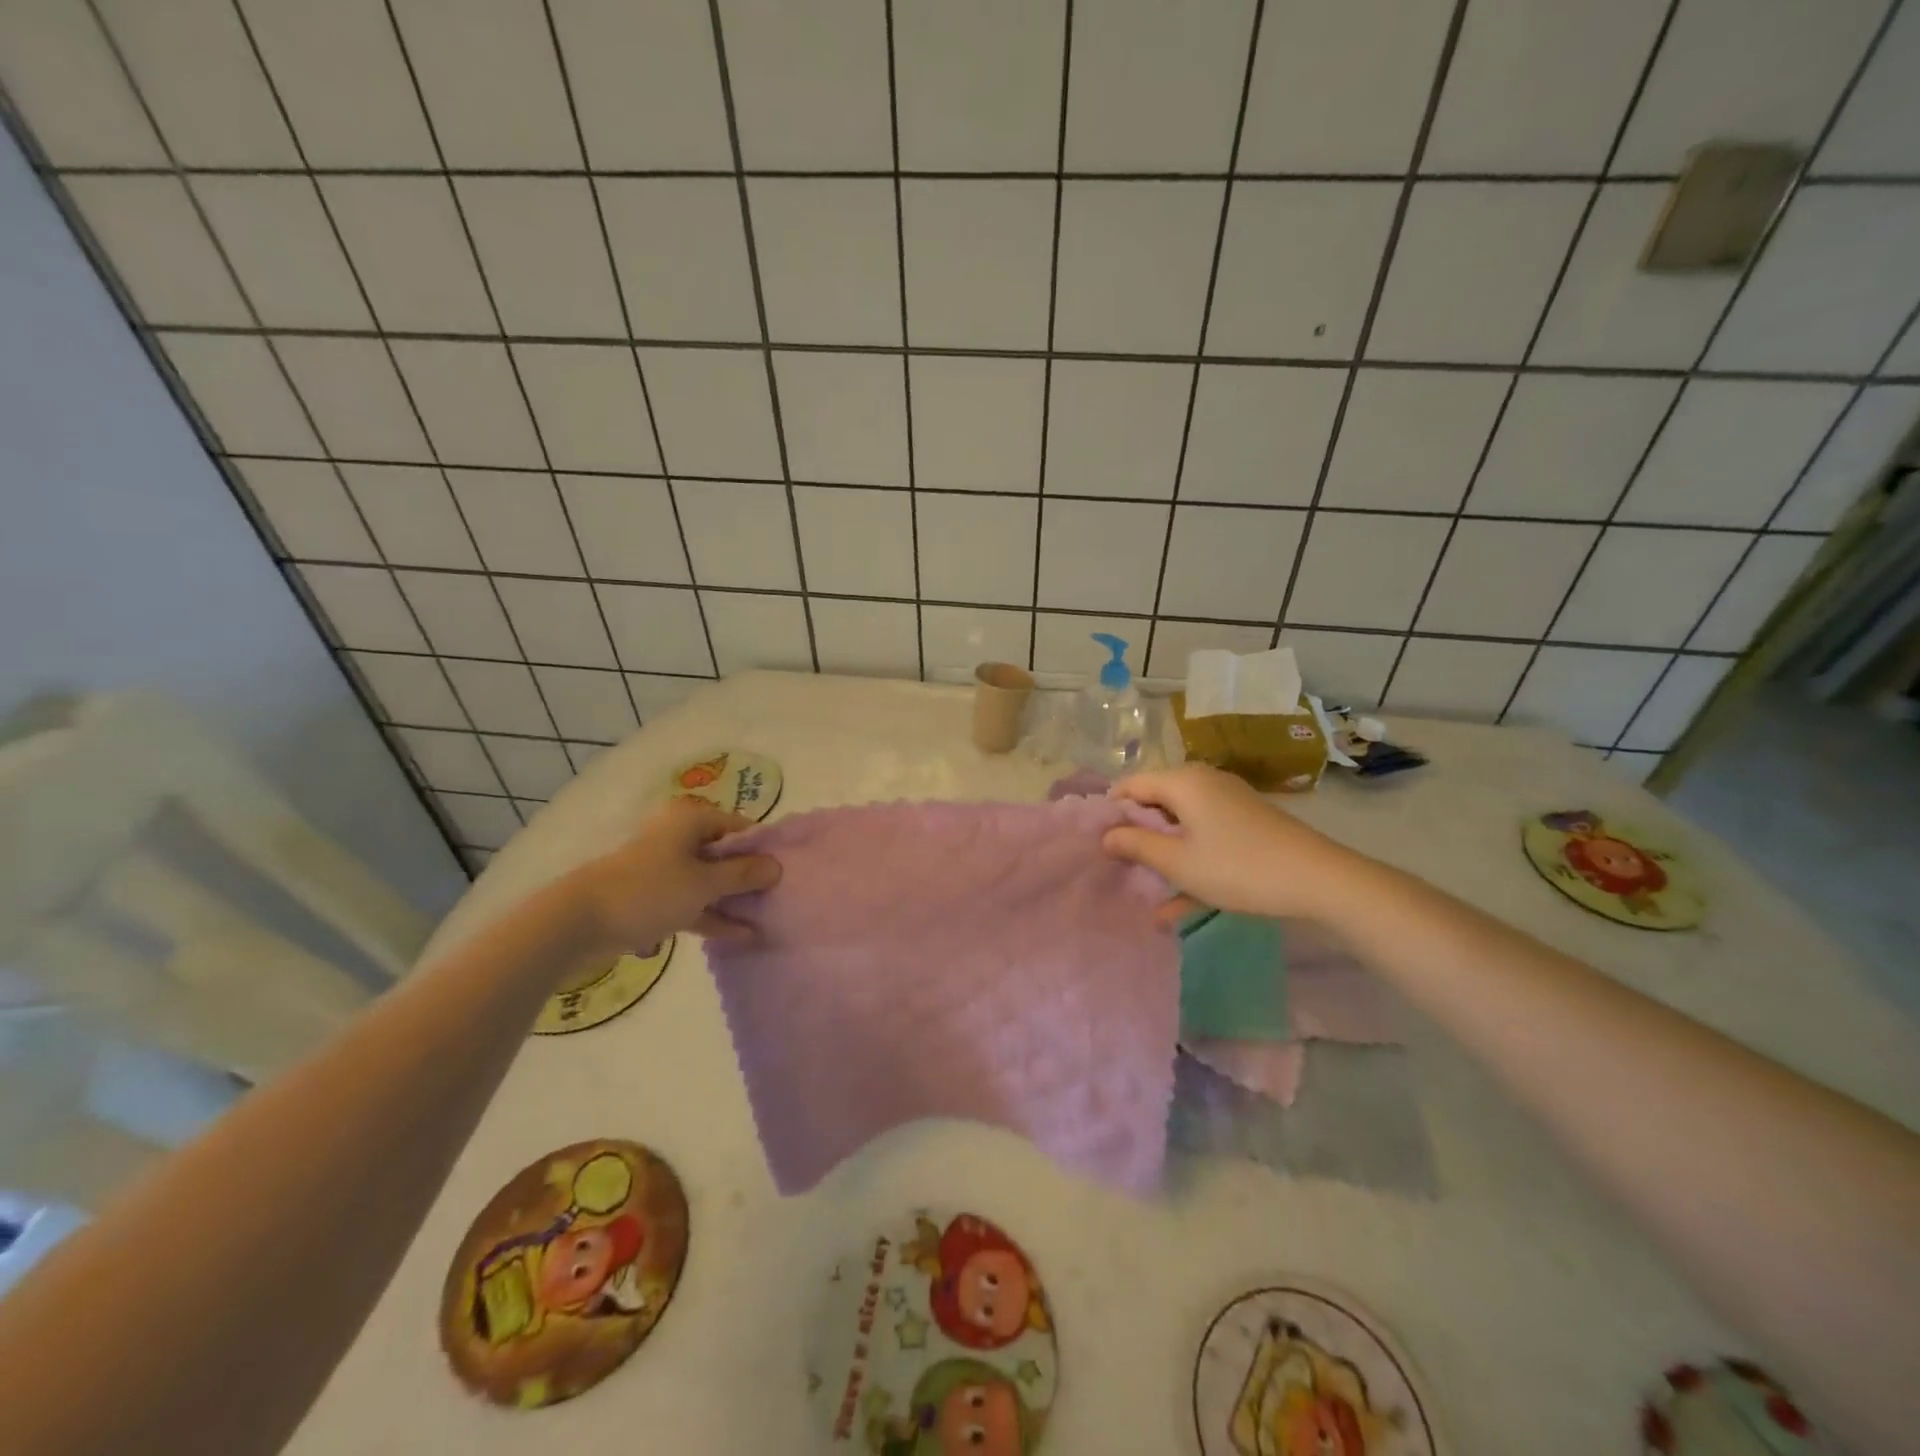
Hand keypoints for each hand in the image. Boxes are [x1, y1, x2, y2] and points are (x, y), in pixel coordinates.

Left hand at [565, 797, 780, 954]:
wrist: (578, 923)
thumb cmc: (649, 891)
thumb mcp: (704, 883)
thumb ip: (743, 874)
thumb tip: (776, 866)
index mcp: (690, 819)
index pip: (739, 827)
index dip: (763, 849)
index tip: (786, 872)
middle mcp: (678, 837)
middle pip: (724, 854)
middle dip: (750, 876)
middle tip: (780, 896)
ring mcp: (665, 868)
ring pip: (709, 880)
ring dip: (733, 899)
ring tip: (767, 917)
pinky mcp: (653, 897)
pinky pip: (692, 901)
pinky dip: (712, 915)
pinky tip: (740, 935)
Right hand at [1102, 765, 1360, 920]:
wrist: (1320, 881)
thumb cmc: (1238, 868)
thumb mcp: (1179, 862)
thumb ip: (1137, 845)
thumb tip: (1106, 834)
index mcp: (1183, 782)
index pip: (1131, 785)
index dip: (1111, 812)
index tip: (1097, 842)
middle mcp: (1204, 783)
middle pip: (1156, 803)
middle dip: (1137, 836)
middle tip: (1118, 867)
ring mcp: (1228, 803)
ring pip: (1181, 825)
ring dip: (1163, 857)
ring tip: (1144, 891)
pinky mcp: (1246, 824)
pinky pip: (1205, 838)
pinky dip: (1191, 864)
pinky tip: (1177, 909)